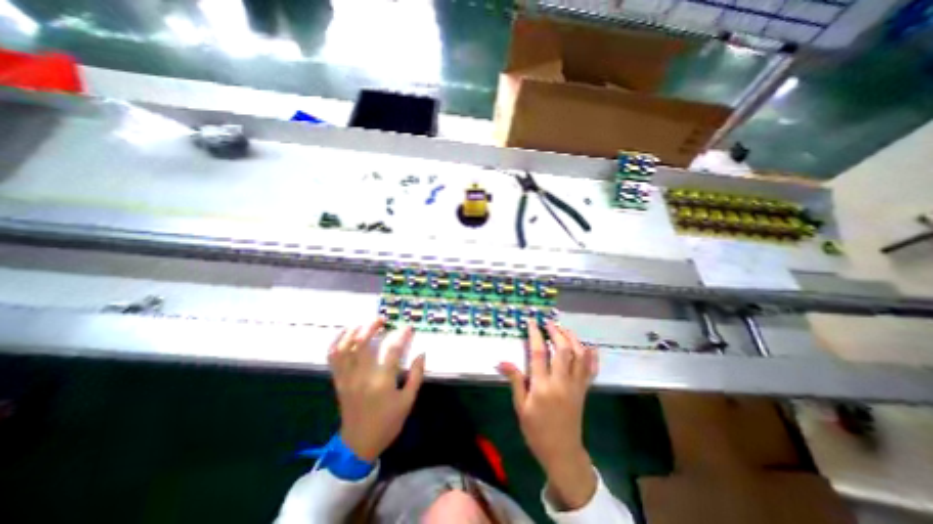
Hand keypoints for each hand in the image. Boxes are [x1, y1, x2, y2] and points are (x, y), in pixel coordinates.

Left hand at [328, 320, 425, 461]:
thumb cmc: (387, 423)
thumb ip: (416, 376)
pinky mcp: (338, 381)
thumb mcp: (407, 401)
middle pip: (362, 343)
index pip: (393, 350)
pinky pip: (332, 358)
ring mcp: (347, 378)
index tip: (408, 327)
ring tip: (365, 324)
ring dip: (354, 331)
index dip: (402, 335)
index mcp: (382, 382)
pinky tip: (345, 333)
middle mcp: (361, 376)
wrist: (358, 444)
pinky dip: (337, 342)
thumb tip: (421, 354)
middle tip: (382, 320)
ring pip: (344, 347)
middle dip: (372, 326)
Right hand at [496, 320, 597, 509]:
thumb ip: (515, 381)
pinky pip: (591, 370)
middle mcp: (562, 382)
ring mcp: (576, 386)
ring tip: (564, 329)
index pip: (539, 353)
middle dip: (556, 332)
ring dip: (573, 339)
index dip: (535, 334)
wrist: (562, 453)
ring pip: (580, 356)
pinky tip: (589, 346)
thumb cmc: (537, 431)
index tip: (532, 322)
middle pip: (563, 349)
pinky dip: (592, 356)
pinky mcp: (584, 390)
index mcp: (543, 386)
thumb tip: (502, 361)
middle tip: (548, 322)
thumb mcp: (521, 407)